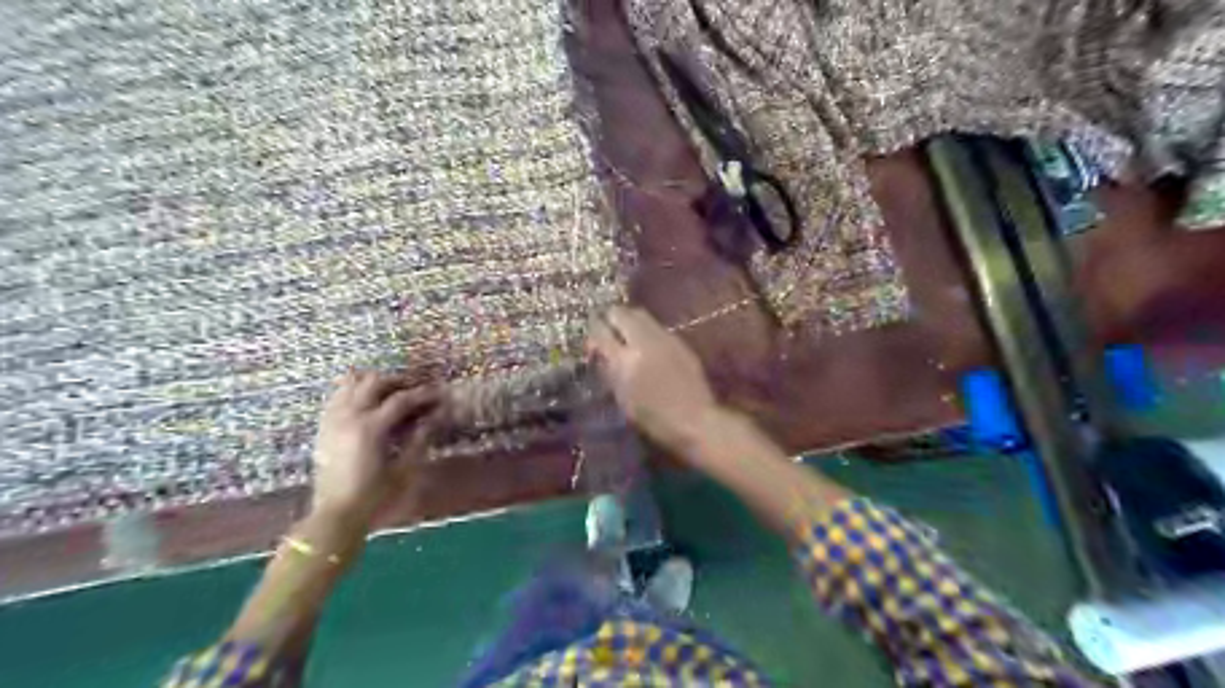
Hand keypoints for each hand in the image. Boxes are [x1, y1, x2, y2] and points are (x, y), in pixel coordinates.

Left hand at [312, 374, 448, 524]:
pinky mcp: (324, 428)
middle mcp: (349, 417)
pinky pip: (337, 396)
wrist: (335, 517)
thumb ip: (420, 439)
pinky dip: (354, 390)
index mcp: (370, 428)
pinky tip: (367, 400)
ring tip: (392, 391)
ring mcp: (333, 421)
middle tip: (417, 391)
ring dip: (374, 382)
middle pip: (374, 382)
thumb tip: (437, 416)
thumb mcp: (405, 471)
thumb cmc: (375, 498)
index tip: (440, 394)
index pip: (401, 399)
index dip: (423, 394)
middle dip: (399, 382)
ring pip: (351, 383)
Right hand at [589, 307, 719, 455]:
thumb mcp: (623, 397)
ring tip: (625, 335)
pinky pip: (656, 327)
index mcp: (626, 360)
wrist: (695, 420)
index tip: (590, 338)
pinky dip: (646, 331)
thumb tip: (600, 352)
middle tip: (606, 329)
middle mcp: (644, 342)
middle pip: (621, 313)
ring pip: (641, 315)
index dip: (593, 331)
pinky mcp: (679, 342)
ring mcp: (664, 338)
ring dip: (629, 321)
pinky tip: (646, 346)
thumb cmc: (654, 418)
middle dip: (611, 318)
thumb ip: (609, 370)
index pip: (601, 331)